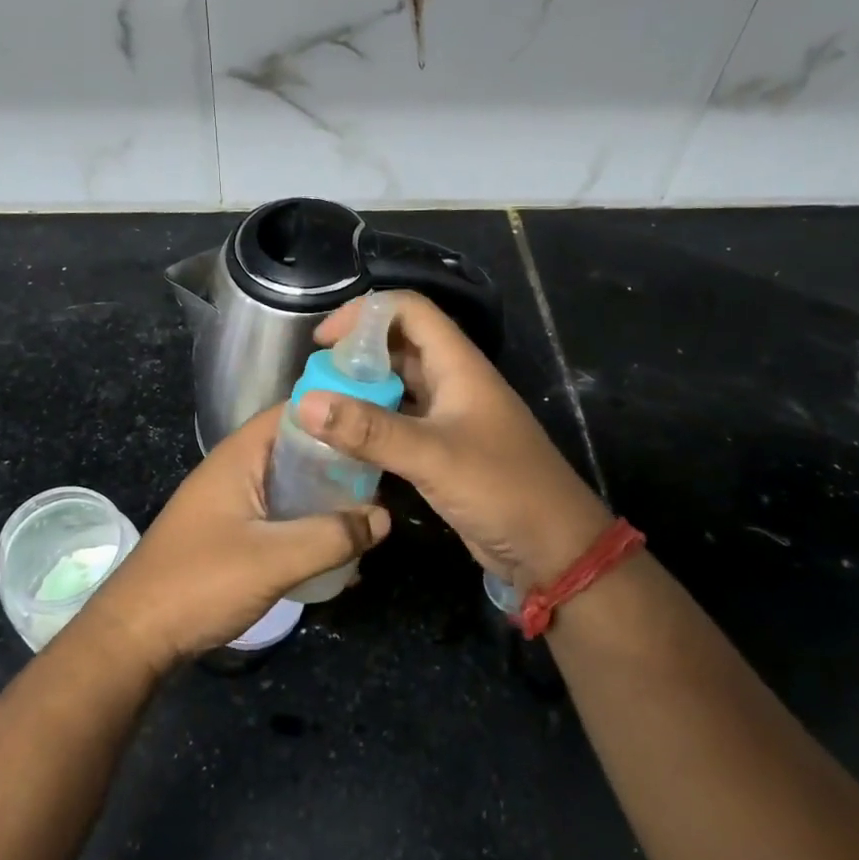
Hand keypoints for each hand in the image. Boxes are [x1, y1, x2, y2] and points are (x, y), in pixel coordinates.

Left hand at [74, 406, 389, 673]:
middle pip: (297, 449)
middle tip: (384, 480)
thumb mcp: (274, 558)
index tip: (380, 426)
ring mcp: (231, 503)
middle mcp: (235, 470)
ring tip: (369, 519)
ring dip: (326, 500)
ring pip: (291, 487)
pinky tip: (337, 553)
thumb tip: (383, 517)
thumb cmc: (200, 582)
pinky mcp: (230, 535)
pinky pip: (280, 518)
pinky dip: (308, 527)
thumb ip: (332, 536)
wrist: (135, 637)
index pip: (294, 412)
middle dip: (340, 464)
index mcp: (239, 456)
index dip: (337, 412)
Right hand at [298, 291, 608, 591]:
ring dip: (361, 389)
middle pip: (399, 345)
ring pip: (397, 385)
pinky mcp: (443, 449)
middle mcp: (452, 381)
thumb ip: (369, 431)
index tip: (322, 342)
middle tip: (315, 379)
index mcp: (458, 364)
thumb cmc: (502, 489)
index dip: (364, 314)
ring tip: (320, 407)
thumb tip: (304, 402)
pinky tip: (342, 442)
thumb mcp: (433, 456)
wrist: (553, 549)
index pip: (409, 310)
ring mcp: (449, 416)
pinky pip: (399, 422)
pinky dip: (370, 424)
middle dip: (355, 353)